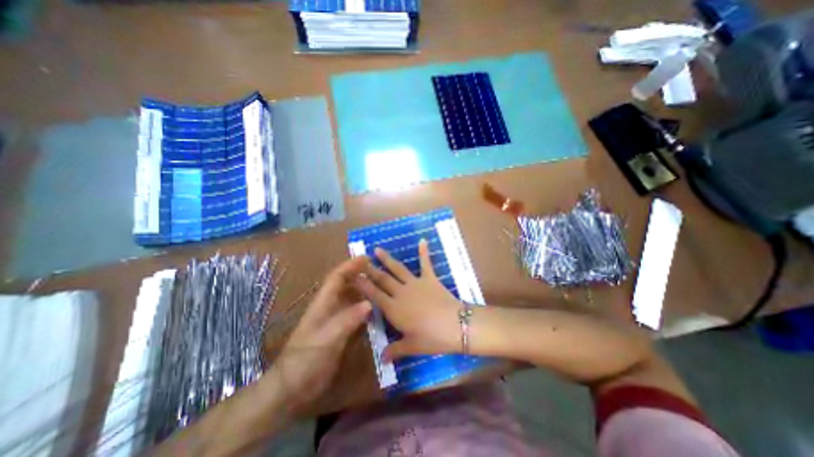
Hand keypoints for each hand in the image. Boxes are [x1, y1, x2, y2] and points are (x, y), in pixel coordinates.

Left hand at [278, 255, 370, 415]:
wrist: (292, 388)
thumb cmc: (305, 359)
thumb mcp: (326, 339)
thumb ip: (347, 320)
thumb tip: (368, 303)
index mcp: (324, 303)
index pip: (337, 277)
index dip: (350, 265)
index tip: (366, 258)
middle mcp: (331, 307)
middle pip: (346, 285)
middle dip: (360, 274)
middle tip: (379, 270)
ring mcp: (336, 320)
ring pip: (352, 299)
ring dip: (365, 290)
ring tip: (382, 286)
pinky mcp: (341, 332)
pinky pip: (356, 315)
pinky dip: (366, 309)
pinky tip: (378, 310)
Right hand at [358, 241, 463, 362]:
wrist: (455, 325)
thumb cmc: (431, 338)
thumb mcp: (411, 346)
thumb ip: (395, 350)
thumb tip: (382, 359)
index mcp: (393, 309)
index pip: (373, 295)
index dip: (363, 285)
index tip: (353, 276)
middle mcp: (401, 292)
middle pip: (382, 279)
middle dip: (370, 269)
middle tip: (360, 260)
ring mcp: (415, 283)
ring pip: (397, 269)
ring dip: (387, 259)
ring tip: (377, 250)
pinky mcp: (429, 278)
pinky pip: (426, 263)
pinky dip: (424, 252)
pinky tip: (422, 240)